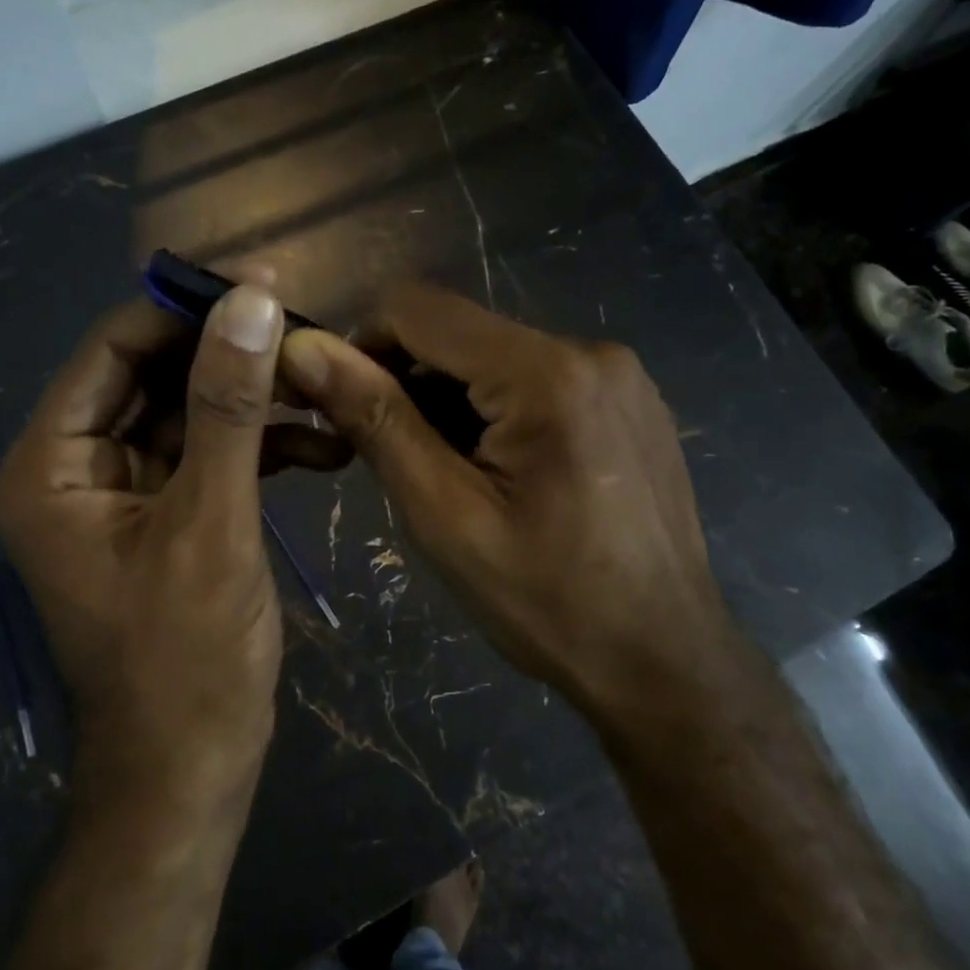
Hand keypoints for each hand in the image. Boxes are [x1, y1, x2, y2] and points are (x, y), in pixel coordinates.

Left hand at [0, 285, 303, 808]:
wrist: (192, 769)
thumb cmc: (186, 657)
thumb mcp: (211, 522)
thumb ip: (228, 408)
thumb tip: (251, 301)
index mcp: (52, 465)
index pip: (112, 350)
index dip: (184, 313)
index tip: (262, 289)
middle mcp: (77, 469)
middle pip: (154, 379)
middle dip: (231, 359)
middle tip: (309, 337)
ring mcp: (124, 494)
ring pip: (190, 416)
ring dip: (255, 403)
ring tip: (327, 391)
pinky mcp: (168, 518)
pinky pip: (209, 458)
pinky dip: (260, 447)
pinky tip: (321, 446)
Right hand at [279, 284, 740, 718]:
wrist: (665, 661)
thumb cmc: (548, 602)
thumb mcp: (445, 516)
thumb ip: (378, 421)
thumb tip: (305, 349)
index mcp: (546, 372)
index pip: (418, 307)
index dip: (362, 345)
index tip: (344, 407)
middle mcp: (590, 350)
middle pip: (461, 331)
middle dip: (410, 381)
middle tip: (398, 461)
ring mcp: (620, 375)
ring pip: (496, 356)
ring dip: (453, 401)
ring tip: (454, 478)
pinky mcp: (631, 401)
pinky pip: (539, 379)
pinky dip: (498, 410)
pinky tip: (504, 475)